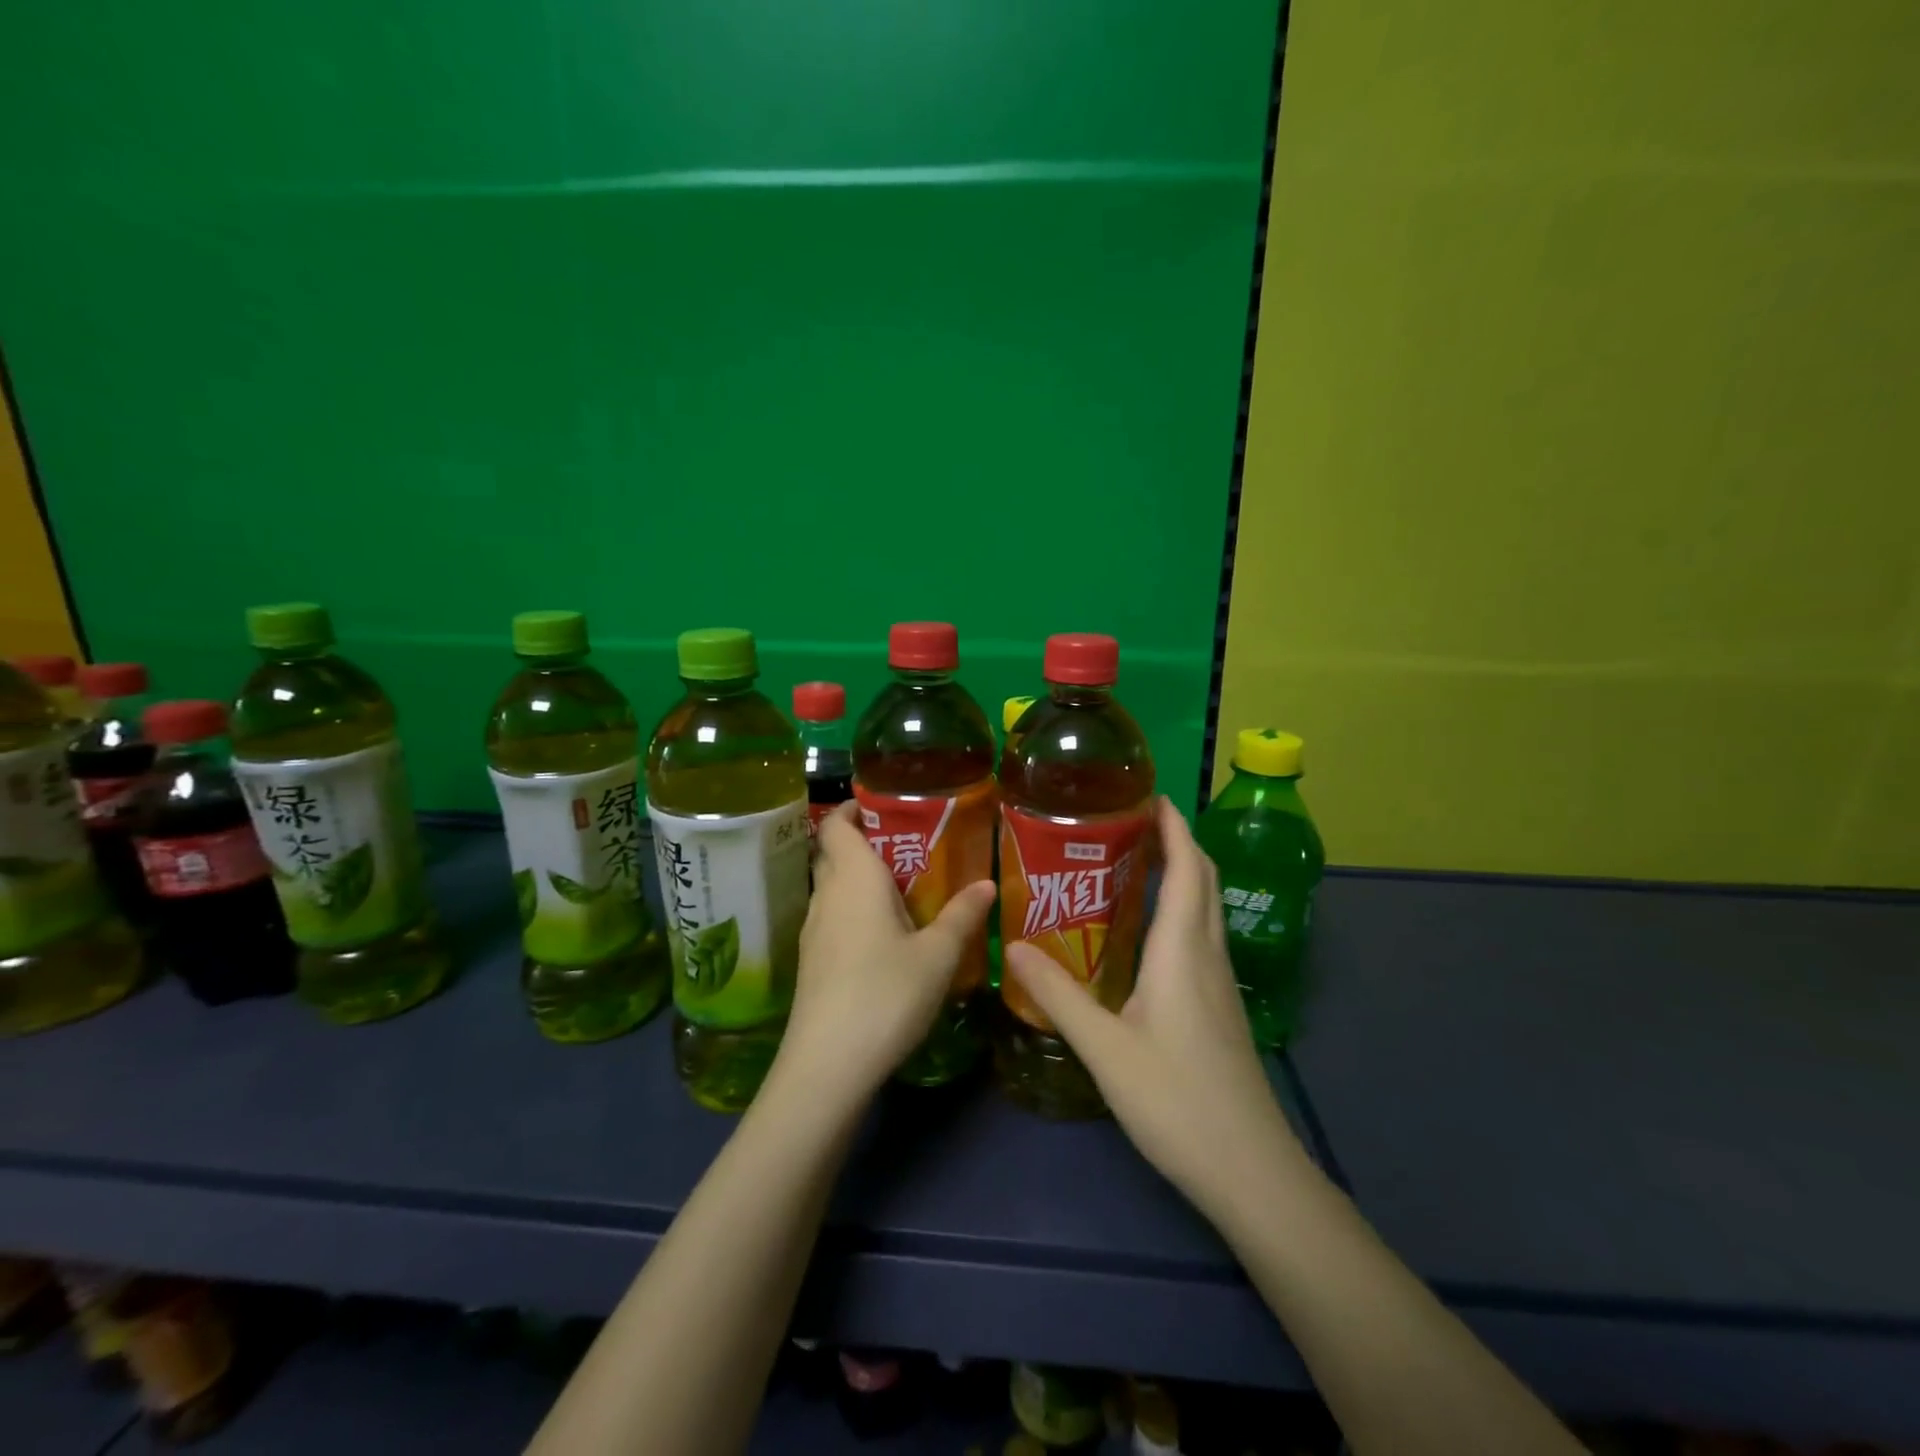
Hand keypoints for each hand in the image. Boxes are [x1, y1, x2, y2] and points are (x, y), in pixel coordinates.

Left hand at [777, 801, 996, 1105]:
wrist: (828, 1065)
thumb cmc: (885, 994)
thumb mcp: (937, 956)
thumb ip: (962, 916)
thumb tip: (987, 884)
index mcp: (853, 879)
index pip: (837, 824)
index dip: (854, 807)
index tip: (887, 804)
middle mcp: (827, 896)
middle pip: (834, 852)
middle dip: (865, 841)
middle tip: (911, 844)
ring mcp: (814, 930)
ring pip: (834, 887)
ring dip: (862, 878)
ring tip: (907, 886)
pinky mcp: (813, 962)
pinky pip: (834, 917)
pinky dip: (856, 910)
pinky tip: (886, 933)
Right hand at [1005, 796, 1307, 1218]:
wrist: (1250, 1170)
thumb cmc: (1177, 1101)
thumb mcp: (1105, 1047)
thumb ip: (1058, 994)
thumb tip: (1012, 947)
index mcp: (1184, 950)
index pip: (1187, 867)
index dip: (1173, 825)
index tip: (1147, 793)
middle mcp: (1208, 955)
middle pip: (1203, 879)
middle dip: (1176, 840)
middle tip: (1129, 821)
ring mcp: (1220, 983)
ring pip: (1206, 907)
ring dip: (1181, 873)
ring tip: (1134, 862)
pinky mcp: (1220, 1007)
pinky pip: (1203, 936)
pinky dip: (1181, 909)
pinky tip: (1148, 931)